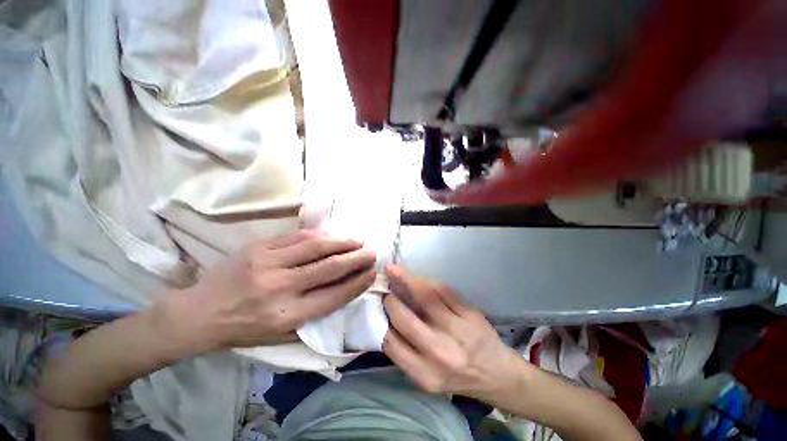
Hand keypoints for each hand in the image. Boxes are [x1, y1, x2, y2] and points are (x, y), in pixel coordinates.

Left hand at [162, 230, 375, 352]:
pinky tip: (332, 235)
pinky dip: (320, 235)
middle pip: (330, 267)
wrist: (199, 313)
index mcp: (287, 315)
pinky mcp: (259, 247)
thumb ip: (313, 318)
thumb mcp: (280, 337)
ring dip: (342, 242)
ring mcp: (269, 263)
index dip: (357, 283)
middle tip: (371, 252)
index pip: (334, 295)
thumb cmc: (244, 329)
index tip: (371, 274)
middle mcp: (281, 287)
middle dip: (356, 258)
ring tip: (357, 240)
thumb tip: (344, 294)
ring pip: (317, 247)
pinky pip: (298, 237)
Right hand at [382, 266, 525, 399]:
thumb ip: (405, 352)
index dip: (380, 319)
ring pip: (425, 296)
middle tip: (385, 287)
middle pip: (405, 318)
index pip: (390, 342)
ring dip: (406, 279)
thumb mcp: (426, 377)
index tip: (377, 305)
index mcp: (424, 373)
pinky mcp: (470, 314)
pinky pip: (444, 290)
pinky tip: (419, 277)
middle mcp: (439, 353)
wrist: (496, 374)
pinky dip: (427, 281)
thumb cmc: (456, 377)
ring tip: (394, 269)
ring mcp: (457, 330)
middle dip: (390, 299)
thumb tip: (384, 320)